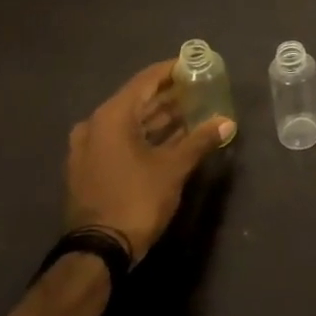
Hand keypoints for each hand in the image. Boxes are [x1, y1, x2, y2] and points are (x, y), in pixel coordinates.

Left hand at [64, 62, 234, 265]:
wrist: (98, 251)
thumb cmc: (136, 199)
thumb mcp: (174, 167)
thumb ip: (200, 139)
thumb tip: (227, 121)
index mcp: (112, 117)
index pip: (146, 80)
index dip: (171, 70)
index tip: (194, 64)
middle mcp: (95, 126)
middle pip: (137, 100)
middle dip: (168, 95)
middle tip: (198, 89)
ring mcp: (88, 149)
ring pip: (129, 122)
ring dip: (158, 117)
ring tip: (191, 112)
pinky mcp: (90, 169)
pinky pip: (121, 140)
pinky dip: (145, 136)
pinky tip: (172, 139)